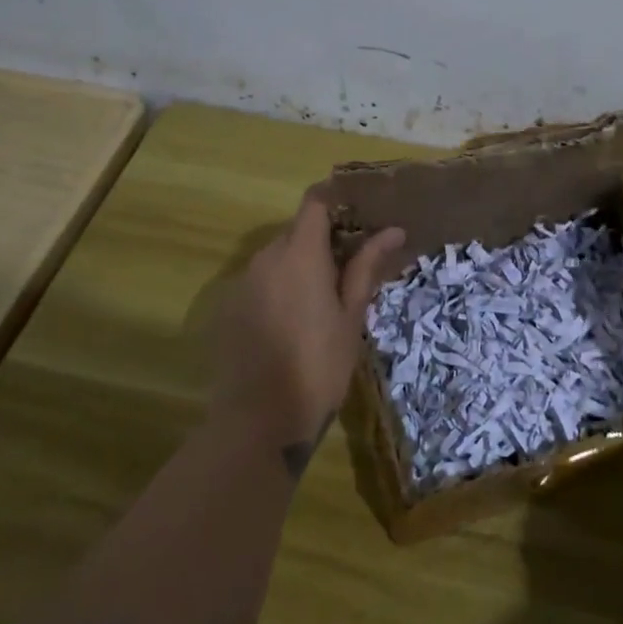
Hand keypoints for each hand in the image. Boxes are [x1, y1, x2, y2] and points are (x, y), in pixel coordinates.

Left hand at [207, 192, 403, 476]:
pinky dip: (278, 288)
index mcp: (300, 254)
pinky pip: (259, 282)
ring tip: (324, 299)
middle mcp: (266, 258)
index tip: (359, 216)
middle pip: (296, 230)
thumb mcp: (351, 316)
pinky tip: (292, 323)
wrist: (259, 421)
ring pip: (277, 257)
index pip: (314, 203)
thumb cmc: (319, 366)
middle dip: (323, 240)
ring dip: (300, 265)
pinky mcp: (228, 308)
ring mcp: (242, 283)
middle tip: (351, 267)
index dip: (336, 201)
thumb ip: (366, 267)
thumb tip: (393, 230)